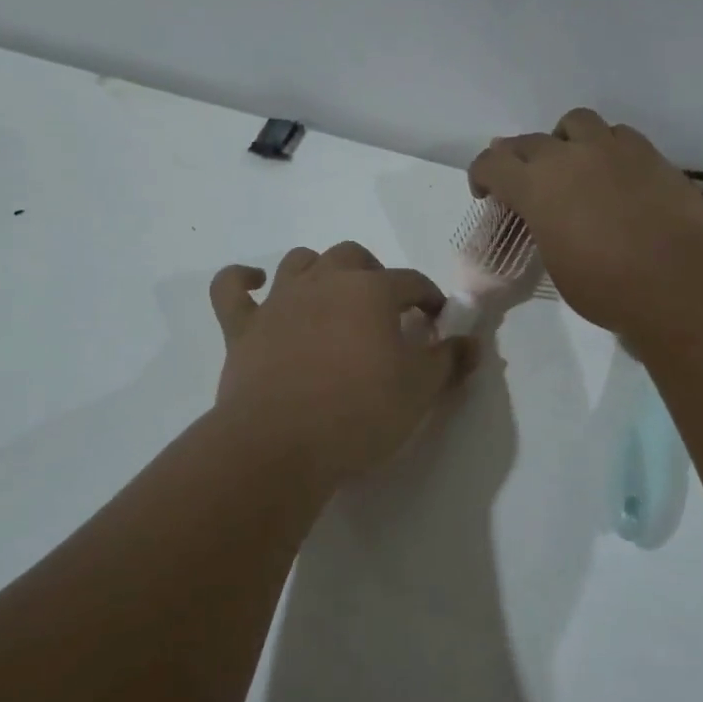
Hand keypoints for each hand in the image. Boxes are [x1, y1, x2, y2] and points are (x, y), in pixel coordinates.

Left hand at [208, 242, 477, 485]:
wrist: (280, 445)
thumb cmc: (360, 413)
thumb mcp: (420, 391)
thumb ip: (449, 360)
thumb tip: (472, 342)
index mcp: (371, 291)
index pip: (412, 281)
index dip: (430, 298)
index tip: (436, 322)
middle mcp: (324, 282)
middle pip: (354, 257)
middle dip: (375, 275)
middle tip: (385, 310)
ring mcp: (278, 301)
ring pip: (300, 261)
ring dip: (319, 270)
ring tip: (332, 297)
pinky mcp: (241, 328)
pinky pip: (230, 288)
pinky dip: (241, 279)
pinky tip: (255, 283)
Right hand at [467, 107, 702, 335]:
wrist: (680, 281)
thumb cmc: (607, 288)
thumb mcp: (556, 263)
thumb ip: (544, 228)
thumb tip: (549, 217)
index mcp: (536, 187)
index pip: (492, 163)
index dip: (481, 175)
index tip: (487, 194)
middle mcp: (568, 156)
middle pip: (529, 140)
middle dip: (518, 159)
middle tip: (525, 183)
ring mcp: (611, 148)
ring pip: (575, 122)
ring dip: (564, 141)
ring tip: (572, 167)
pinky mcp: (649, 153)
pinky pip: (616, 134)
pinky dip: (605, 148)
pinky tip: (613, 174)